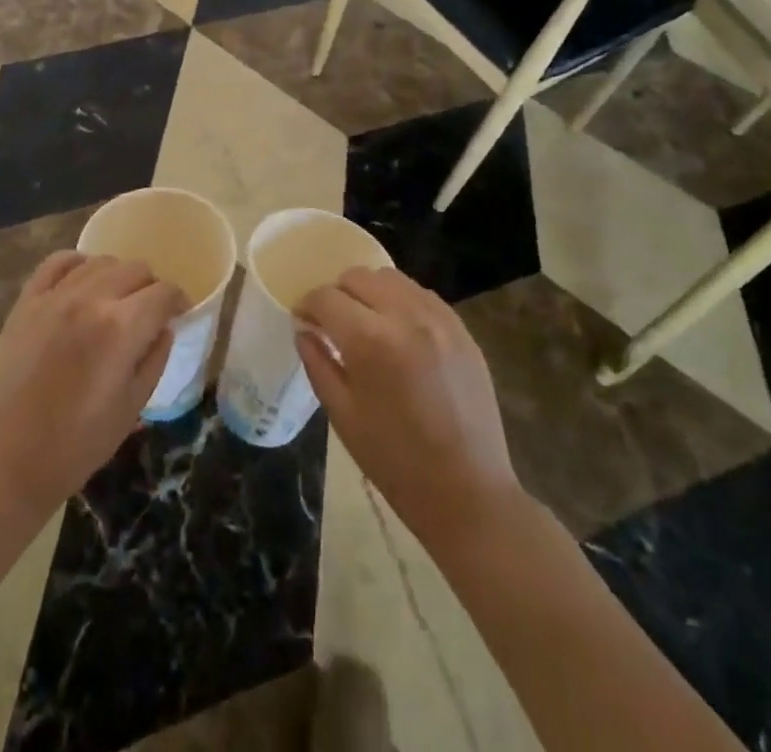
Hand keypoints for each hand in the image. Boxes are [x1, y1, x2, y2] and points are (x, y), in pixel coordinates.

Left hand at [0, 252, 186, 518]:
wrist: (5, 461)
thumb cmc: (76, 446)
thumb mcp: (131, 408)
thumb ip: (154, 359)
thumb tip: (164, 328)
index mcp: (121, 327)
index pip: (164, 293)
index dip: (178, 301)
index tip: (179, 315)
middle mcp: (91, 299)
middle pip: (136, 269)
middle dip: (150, 288)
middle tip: (148, 314)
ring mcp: (55, 296)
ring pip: (101, 261)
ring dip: (118, 277)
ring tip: (116, 302)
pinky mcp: (27, 301)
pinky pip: (58, 262)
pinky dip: (78, 264)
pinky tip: (83, 283)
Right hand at [294, 267, 519, 549]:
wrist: (468, 492)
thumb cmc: (395, 462)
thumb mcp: (343, 415)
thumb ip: (318, 363)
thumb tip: (304, 330)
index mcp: (370, 340)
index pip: (327, 298)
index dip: (307, 305)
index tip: (302, 319)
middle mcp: (405, 316)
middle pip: (358, 277)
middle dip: (337, 293)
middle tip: (331, 321)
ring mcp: (439, 319)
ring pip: (390, 278)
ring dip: (369, 291)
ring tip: (365, 322)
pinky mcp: (461, 329)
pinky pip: (421, 294)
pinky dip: (400, 300)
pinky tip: (397, 330)